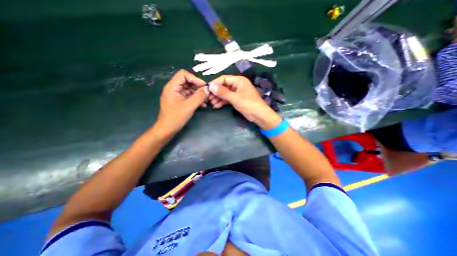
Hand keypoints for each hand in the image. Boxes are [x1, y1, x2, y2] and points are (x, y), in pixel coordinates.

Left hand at [155, 69, 207, 134]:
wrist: (167, 129)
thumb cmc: (176, 117)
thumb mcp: (189, 106)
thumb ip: (199, 96)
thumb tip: (208, 89)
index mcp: (172, 87)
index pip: (184, 74)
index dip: (195, 78)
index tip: (204, 86)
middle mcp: (173, 89)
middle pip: (187, 81)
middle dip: (198, 87)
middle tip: (207, 93)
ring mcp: (176, 95)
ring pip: (189, 89)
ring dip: (198, 93)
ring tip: (206, 100)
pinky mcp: (179, 101)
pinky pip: (189, 96)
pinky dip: (196, 99)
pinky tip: (203, 105)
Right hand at [208, 75, 280, 128]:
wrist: (259, 115)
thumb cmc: (248, 104)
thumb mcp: (235, 98)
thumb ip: (223, 92)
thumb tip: (211, 86)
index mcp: (239, 80)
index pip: (224, 79)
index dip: (215, 83)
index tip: (208, 90)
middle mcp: (237, 85)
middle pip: (224, 86)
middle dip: (216, 92)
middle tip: (209, 98)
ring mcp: (237, 92)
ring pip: (225, 93)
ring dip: (218, 98)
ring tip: (212, 103)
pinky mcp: (237, 99)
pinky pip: (228, 99)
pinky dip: (222, 102)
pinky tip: (217, 106)